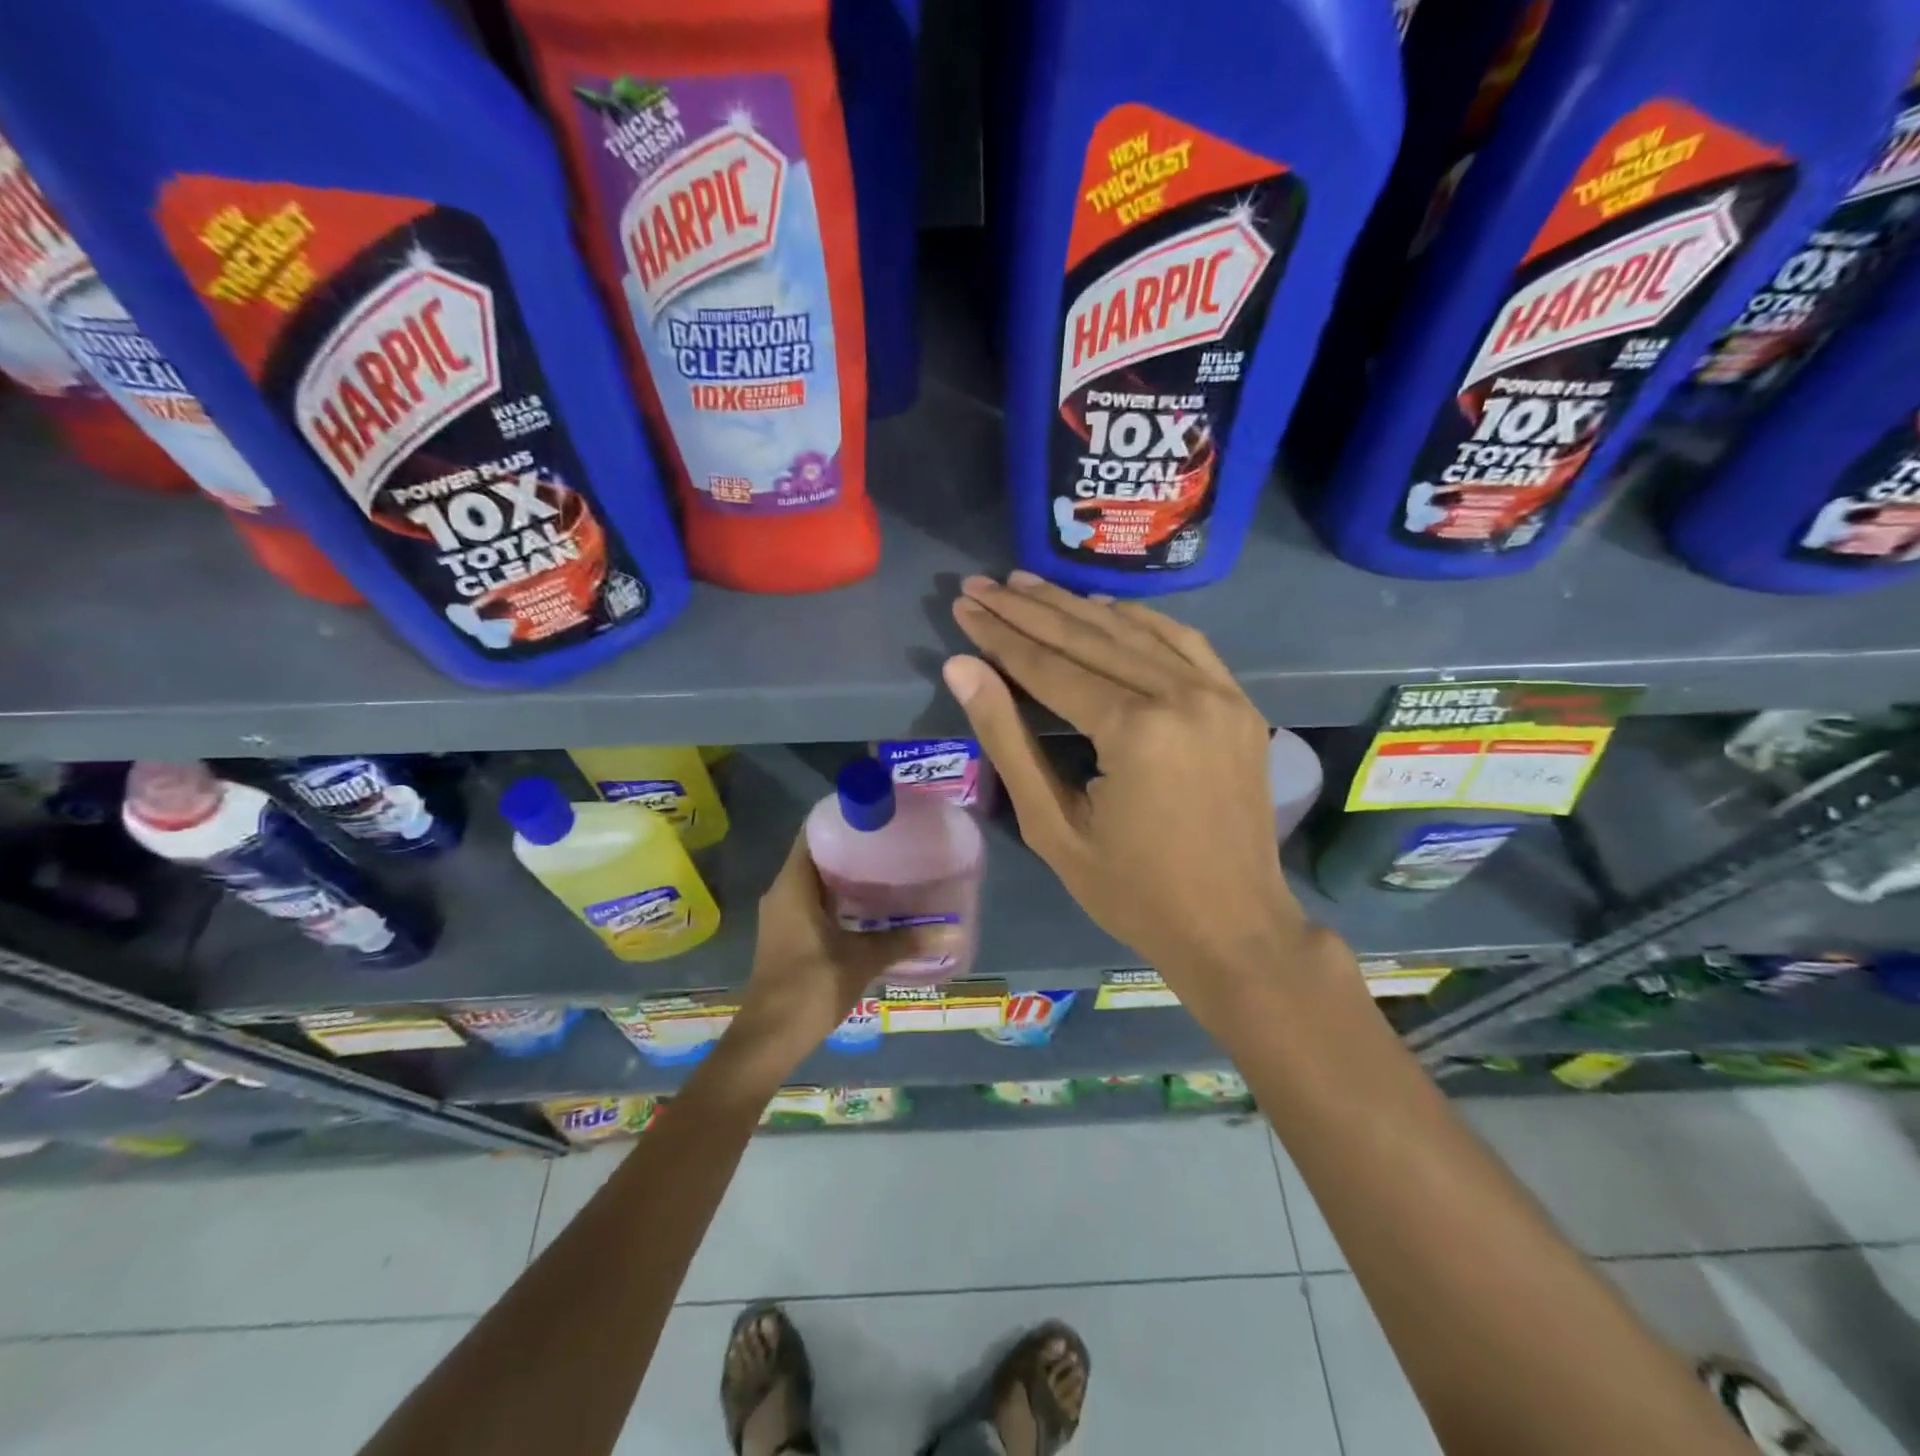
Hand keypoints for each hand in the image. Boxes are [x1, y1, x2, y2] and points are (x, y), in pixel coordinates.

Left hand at [719, 830, 925, 1085]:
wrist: (769, 1039)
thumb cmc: (810, 987)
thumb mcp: (862, 959)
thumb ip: (904, 940)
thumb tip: (953, 932)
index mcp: (793, 885)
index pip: (813, 833)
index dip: (842, 818)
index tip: (876, 814)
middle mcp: (783, 892)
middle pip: (817, 854)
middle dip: (852, 846)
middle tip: (893, 840)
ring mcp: (783, 915)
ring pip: (817, 880)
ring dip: (847, 874)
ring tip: (889, 867)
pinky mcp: (789, 935)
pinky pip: (815, 901)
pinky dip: (840, 897)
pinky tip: (872, 905)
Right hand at [944, 572, 1318, 1022]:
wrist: (1234, 927)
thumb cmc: (1132, 891)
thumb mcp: (1052, 826)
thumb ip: (1007, 740)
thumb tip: (962, 670)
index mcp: (1135, 730)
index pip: (1051, 666)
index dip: (1000, 635)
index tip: (964, 605)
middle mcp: (1181, 695)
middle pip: (1090, 637)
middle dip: (1028, 609)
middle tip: (982, 584)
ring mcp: (1219, 694)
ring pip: (1135, 631)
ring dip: (1077, 606)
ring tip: (1028, 584)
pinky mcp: (1238, 703)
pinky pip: (1183, 643)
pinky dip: (1137, 621)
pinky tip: (1103, 609)